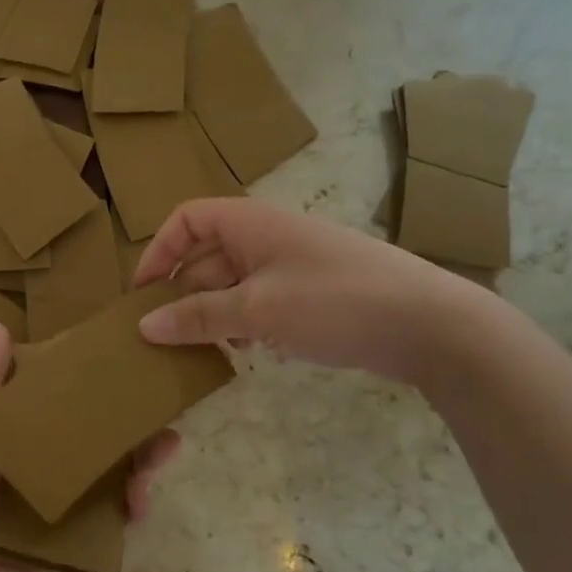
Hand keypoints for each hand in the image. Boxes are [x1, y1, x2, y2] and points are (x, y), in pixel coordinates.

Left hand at [0, 321, 183, 571]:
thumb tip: (0, 323)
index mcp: (20, 431)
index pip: (63, 398)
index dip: (92, 381)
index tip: (125, 357)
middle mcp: (47, 460)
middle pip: (98, 433)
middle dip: (132, 419)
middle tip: (161, 405)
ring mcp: (66, 499)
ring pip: (115, 471)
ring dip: (143, 459)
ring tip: (164, 449)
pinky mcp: (79, 536)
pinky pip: (115, 516)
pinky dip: (134, 505)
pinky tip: (141, 501)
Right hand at [132, 197, 478, 382]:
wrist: (429, 324)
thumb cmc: (334, 302)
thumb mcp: (256, 311)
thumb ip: (197, 317)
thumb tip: (144, 325)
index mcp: (249, 223)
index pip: (185, 220)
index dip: (158, 252)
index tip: (142, 294)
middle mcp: (266, 236)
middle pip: (205, 256)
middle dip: (183, 293)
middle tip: (165, 335)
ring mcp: (291, 264)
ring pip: (231, 282)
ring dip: (212, 313)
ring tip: (206, 348)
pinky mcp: (310, 292)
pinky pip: (258, 300)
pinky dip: (243, 322)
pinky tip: (248, 351)